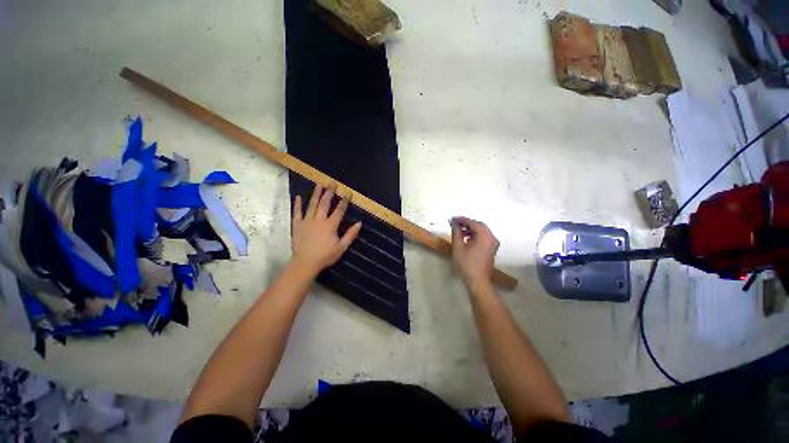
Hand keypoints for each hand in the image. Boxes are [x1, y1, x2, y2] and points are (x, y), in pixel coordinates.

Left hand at [291, 184, 361, 274]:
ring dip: (316, 194)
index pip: (339, 210)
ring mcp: (307, 221)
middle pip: (325, 203)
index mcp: (330, 225)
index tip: (348, 193)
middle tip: (332, 183)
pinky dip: (298, 204)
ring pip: (312, 204)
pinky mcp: (297, 224)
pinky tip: (299, 196)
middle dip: (329, 192)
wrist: (305, 263)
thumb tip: (359, 223)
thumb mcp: (341, 247)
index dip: (344, 201)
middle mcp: (319, 219)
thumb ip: (350, 235)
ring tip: (319, 184)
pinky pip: (297, 212)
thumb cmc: (325, 256)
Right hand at [450, 217, 499, 290]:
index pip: (473, 223)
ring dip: (471, 229)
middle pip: (479, 225)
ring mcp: (493, 243)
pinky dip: (475, 235)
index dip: (462, 220)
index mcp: (484, 236)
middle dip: (467, 223)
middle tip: (455, 223)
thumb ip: (456, 233)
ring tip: (459, 231)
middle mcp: (491, 237)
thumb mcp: (458, 247)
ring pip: (482, 231)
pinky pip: (484, 237)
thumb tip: (454, 224)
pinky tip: (466, 238)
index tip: (452, 219)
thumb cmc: (466, 264)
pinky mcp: (492, 249)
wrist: (478, 281)